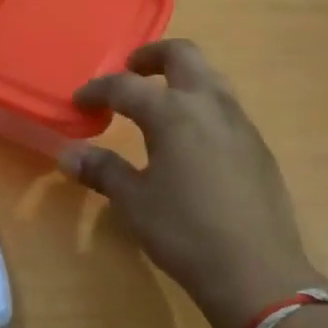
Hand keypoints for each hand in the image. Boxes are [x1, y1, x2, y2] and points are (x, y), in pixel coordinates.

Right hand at [63, 40, 323, 327]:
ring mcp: (240, 124)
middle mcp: (210, 106)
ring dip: (182, 76)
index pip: (126, 86)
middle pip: (184, 55)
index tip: (79, 101)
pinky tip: (192, 139)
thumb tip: (68, 155)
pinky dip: (202, 105)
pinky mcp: (258, 147)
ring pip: (211, 77)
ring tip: (161, 101)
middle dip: (152, 55)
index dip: (98, 90)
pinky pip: (227, 107)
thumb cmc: (185, 232)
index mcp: (174, 113)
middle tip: (131, 71)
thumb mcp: (134, 202)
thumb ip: (102, 170)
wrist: (256, 272)